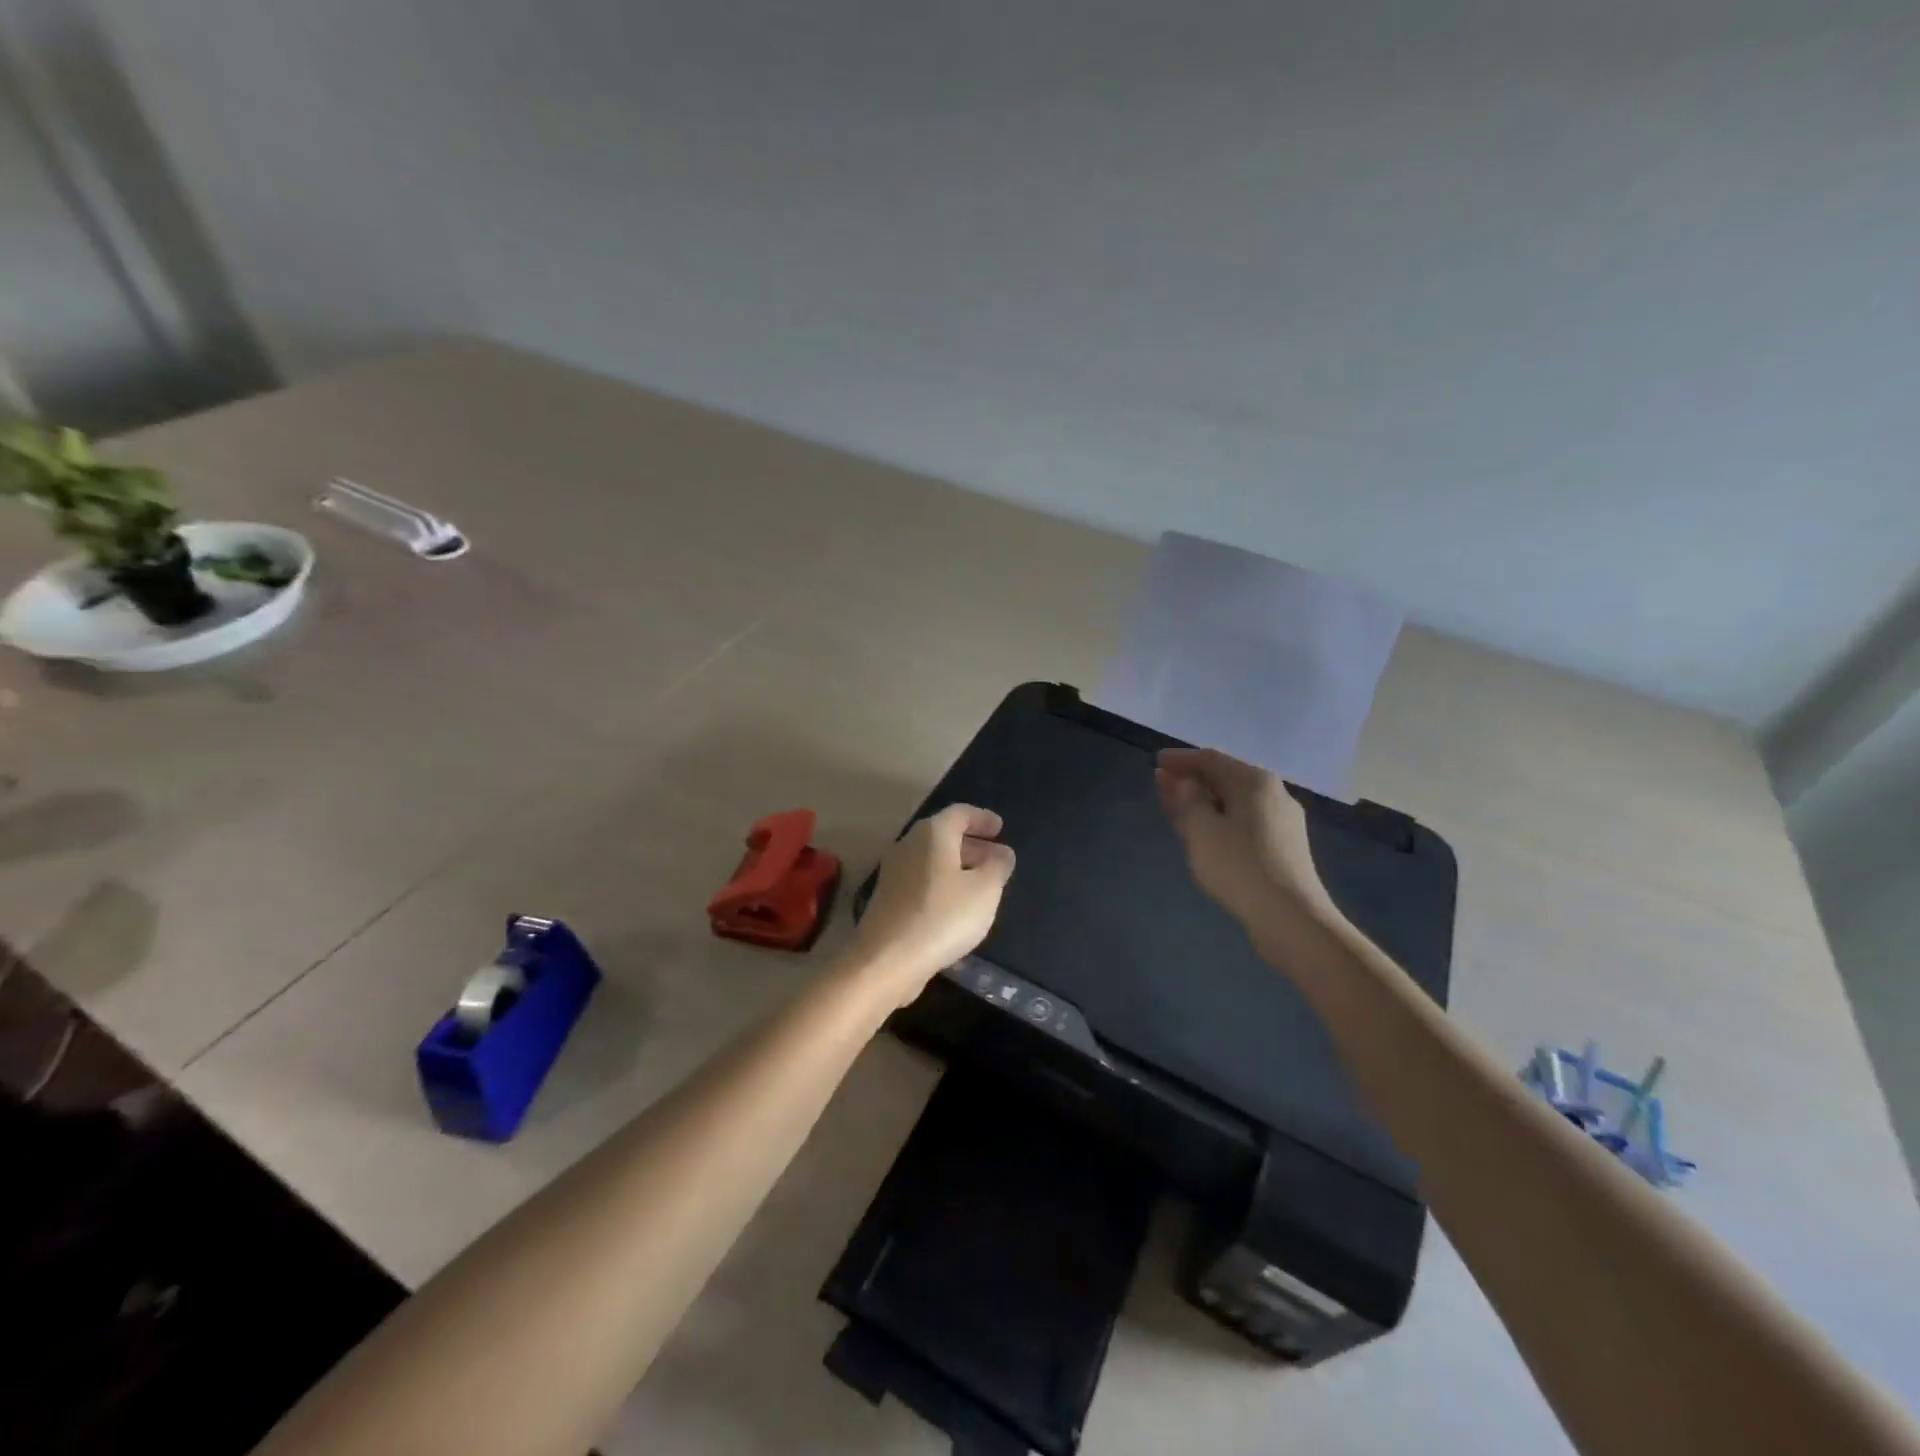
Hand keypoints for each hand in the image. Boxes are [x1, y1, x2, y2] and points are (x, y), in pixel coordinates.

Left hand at [846, 804, 1015, 1005]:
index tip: (1000, 828)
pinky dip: (943, 884)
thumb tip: (1002, 853)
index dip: (982, 818)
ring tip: (982, 884)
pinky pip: (922, 881)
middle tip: (996, 858)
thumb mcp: (985, 890)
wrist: (887, 960)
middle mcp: (909, 845)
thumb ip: (998, 867)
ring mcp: (894, 873)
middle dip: (972, 844)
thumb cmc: (943, 916)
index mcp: (932, 834)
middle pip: (944, 835)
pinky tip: (957, 907)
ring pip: (932, 860)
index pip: (960, 813)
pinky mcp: (888, 899)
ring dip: (958, 866)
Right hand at [1155, 747, 1335, 952]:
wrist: (1291, 918)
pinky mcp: (1285, 847)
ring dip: (1205, 801)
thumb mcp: (1200, 829)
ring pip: (1235, 801)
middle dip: (1193, 779)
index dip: (1180, 759)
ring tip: (1179, 808)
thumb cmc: (1239, 866)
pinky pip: (1245, 821)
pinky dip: (1221, 818)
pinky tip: (1207, 833)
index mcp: (1254, 781)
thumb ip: (1186, 799)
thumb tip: (1184, 782)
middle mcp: (1273, 793)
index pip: (1210, 758)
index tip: (1156, 762)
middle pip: (1226, 777)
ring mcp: (1283, 821)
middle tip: (1164, 785)